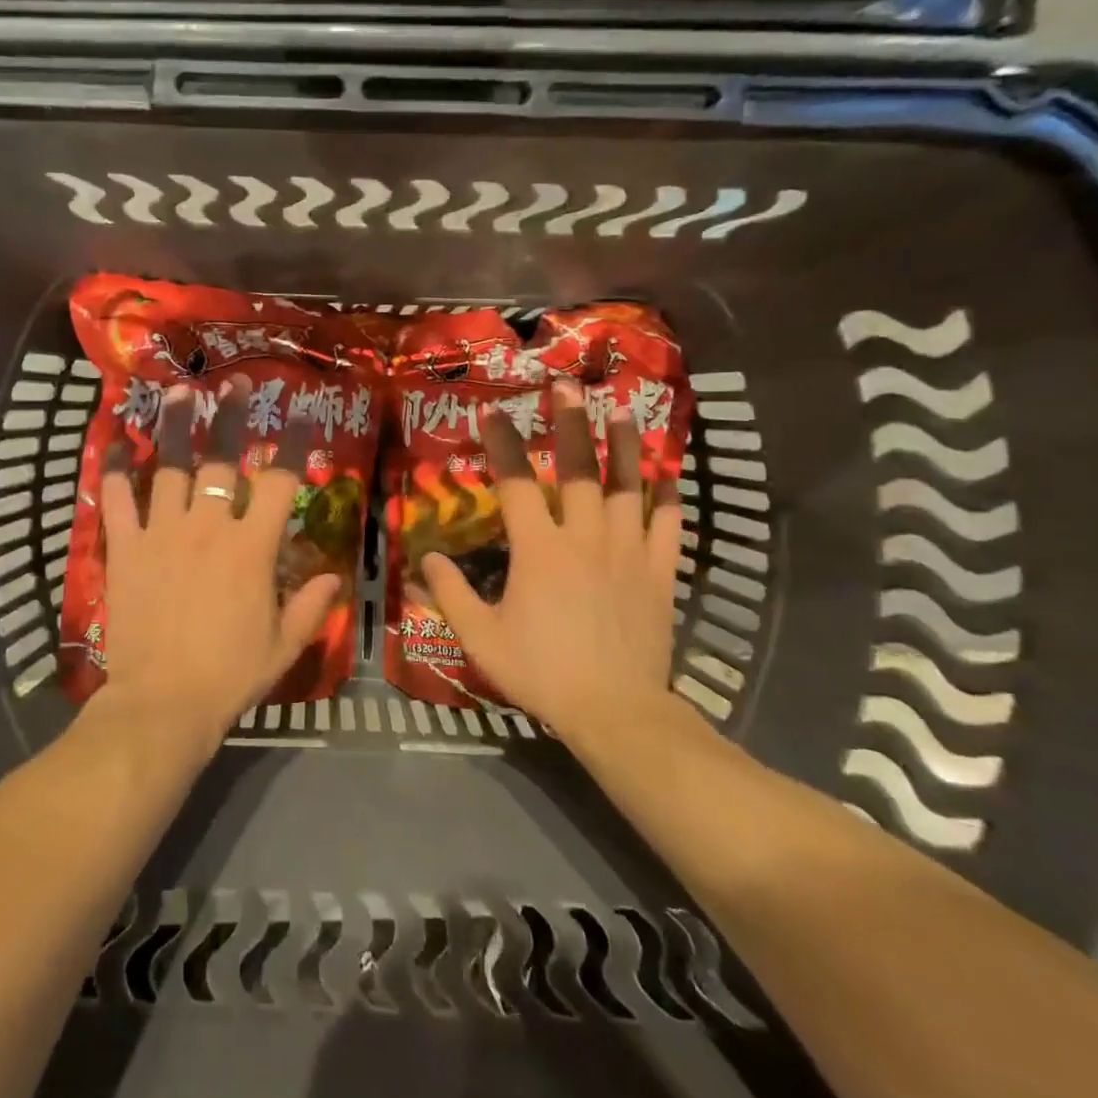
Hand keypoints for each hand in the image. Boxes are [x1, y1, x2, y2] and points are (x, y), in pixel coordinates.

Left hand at [94, 379, 341, 750]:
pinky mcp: (126, 549)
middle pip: (220, 460)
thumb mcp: (284, 646)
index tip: (301, 415)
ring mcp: (162, 534)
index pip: (278, 482)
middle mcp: (207, 528)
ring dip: (177, 428)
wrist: (162, 704)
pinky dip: (117, 471)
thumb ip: (311, 607)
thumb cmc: (230, 675)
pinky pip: (118, 500)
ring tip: (181, 394)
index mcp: (251, 548)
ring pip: (170, 468)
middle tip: (235, 385)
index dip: (293, 444)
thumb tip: (333, 577)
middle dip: (231, 418)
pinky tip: (117, 444)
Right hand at [420, 381, 686, 747]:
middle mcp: (584, 537)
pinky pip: (668, 525)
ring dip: (622, 445)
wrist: (615, 711)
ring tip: (620, 410)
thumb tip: (428, 557)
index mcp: (538, 549)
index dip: (501, 444)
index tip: (493, 412)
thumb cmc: (542, 672)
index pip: (515, 483)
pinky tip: (667, 474)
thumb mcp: (481, 638)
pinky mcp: (659, 572)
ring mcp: (627, 551)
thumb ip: (451, 593)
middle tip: (566, 386)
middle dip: (569, 423)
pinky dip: (668, 496)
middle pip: (578, 468)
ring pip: (628, 486)